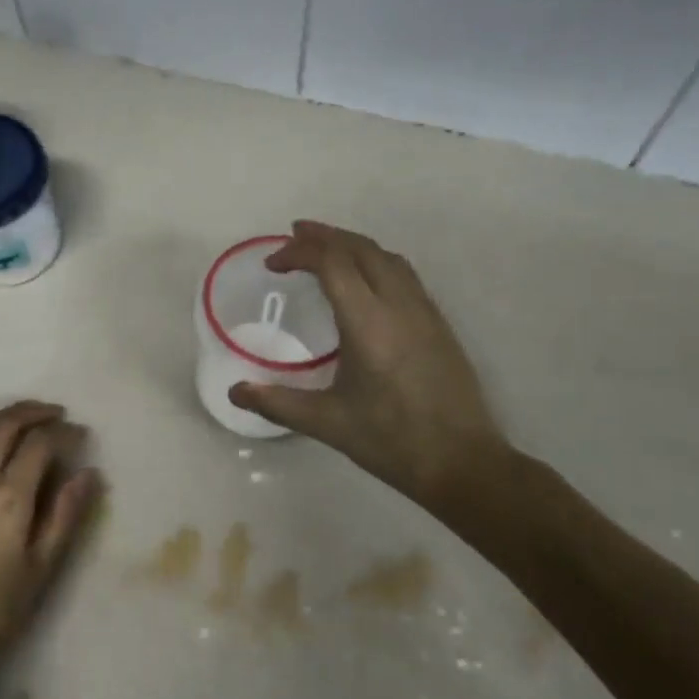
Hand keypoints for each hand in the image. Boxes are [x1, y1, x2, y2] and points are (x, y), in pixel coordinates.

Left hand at [0, 401, 101, 676]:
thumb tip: (89, 473)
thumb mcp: (42, 567)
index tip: (82, 435)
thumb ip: (66, 515)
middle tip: (58, 415)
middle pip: (5, 425)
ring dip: (6, 415)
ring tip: (28, 417)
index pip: (39, 443)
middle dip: (34, 412)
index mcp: (9, 497)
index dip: (64, 432)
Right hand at [230, 221, 510, 515]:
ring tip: (326, 248)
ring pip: (387, 257)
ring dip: (353, 244)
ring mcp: (424, 312)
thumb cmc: (391, 441)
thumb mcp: (328, 423)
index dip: (299, 252)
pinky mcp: (439, 324)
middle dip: (324, 236)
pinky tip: (365, 280)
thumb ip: (277, 403)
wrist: (462, 462)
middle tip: (293, 236)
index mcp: (368, 323)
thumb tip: (235, 391)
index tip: (273, 265)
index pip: (333, 263)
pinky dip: (376, 261)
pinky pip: (404, 274)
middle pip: (361, 248)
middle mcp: (399, 306)